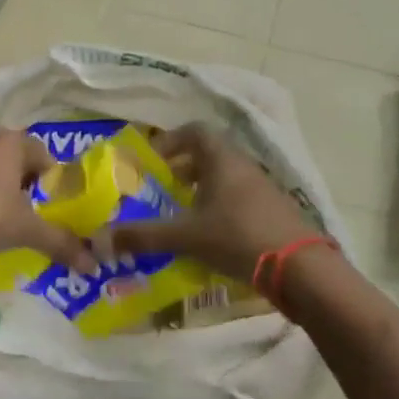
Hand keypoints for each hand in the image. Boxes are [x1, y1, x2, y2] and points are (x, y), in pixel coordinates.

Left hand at [0, 130, 97, 272]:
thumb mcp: (28, 230)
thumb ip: (61, 243)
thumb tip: (93, 265)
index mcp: (11, 142)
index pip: (43, 154)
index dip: (52, 180)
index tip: (54, 206)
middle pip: (16, 160)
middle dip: (27, 184)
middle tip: (34, 213)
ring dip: (1, 190)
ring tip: (6, 220)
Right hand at [105, 124, 313, 281]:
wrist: (300, 268)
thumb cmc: (237, 237)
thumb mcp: (185, 236)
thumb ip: (143, 236)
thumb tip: (99, 239)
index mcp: (222, 159)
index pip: (195, 131)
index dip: (171, 140)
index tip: (152, 162)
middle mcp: (244, 166)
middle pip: (209, 155)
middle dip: (182, 169)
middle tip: (162, 190)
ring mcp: (263, 188)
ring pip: (225, 178)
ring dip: (201, 190)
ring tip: (181, 216)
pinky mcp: (274, 211)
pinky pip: (239, 199)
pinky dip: (219, 208)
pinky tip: (209, 236)